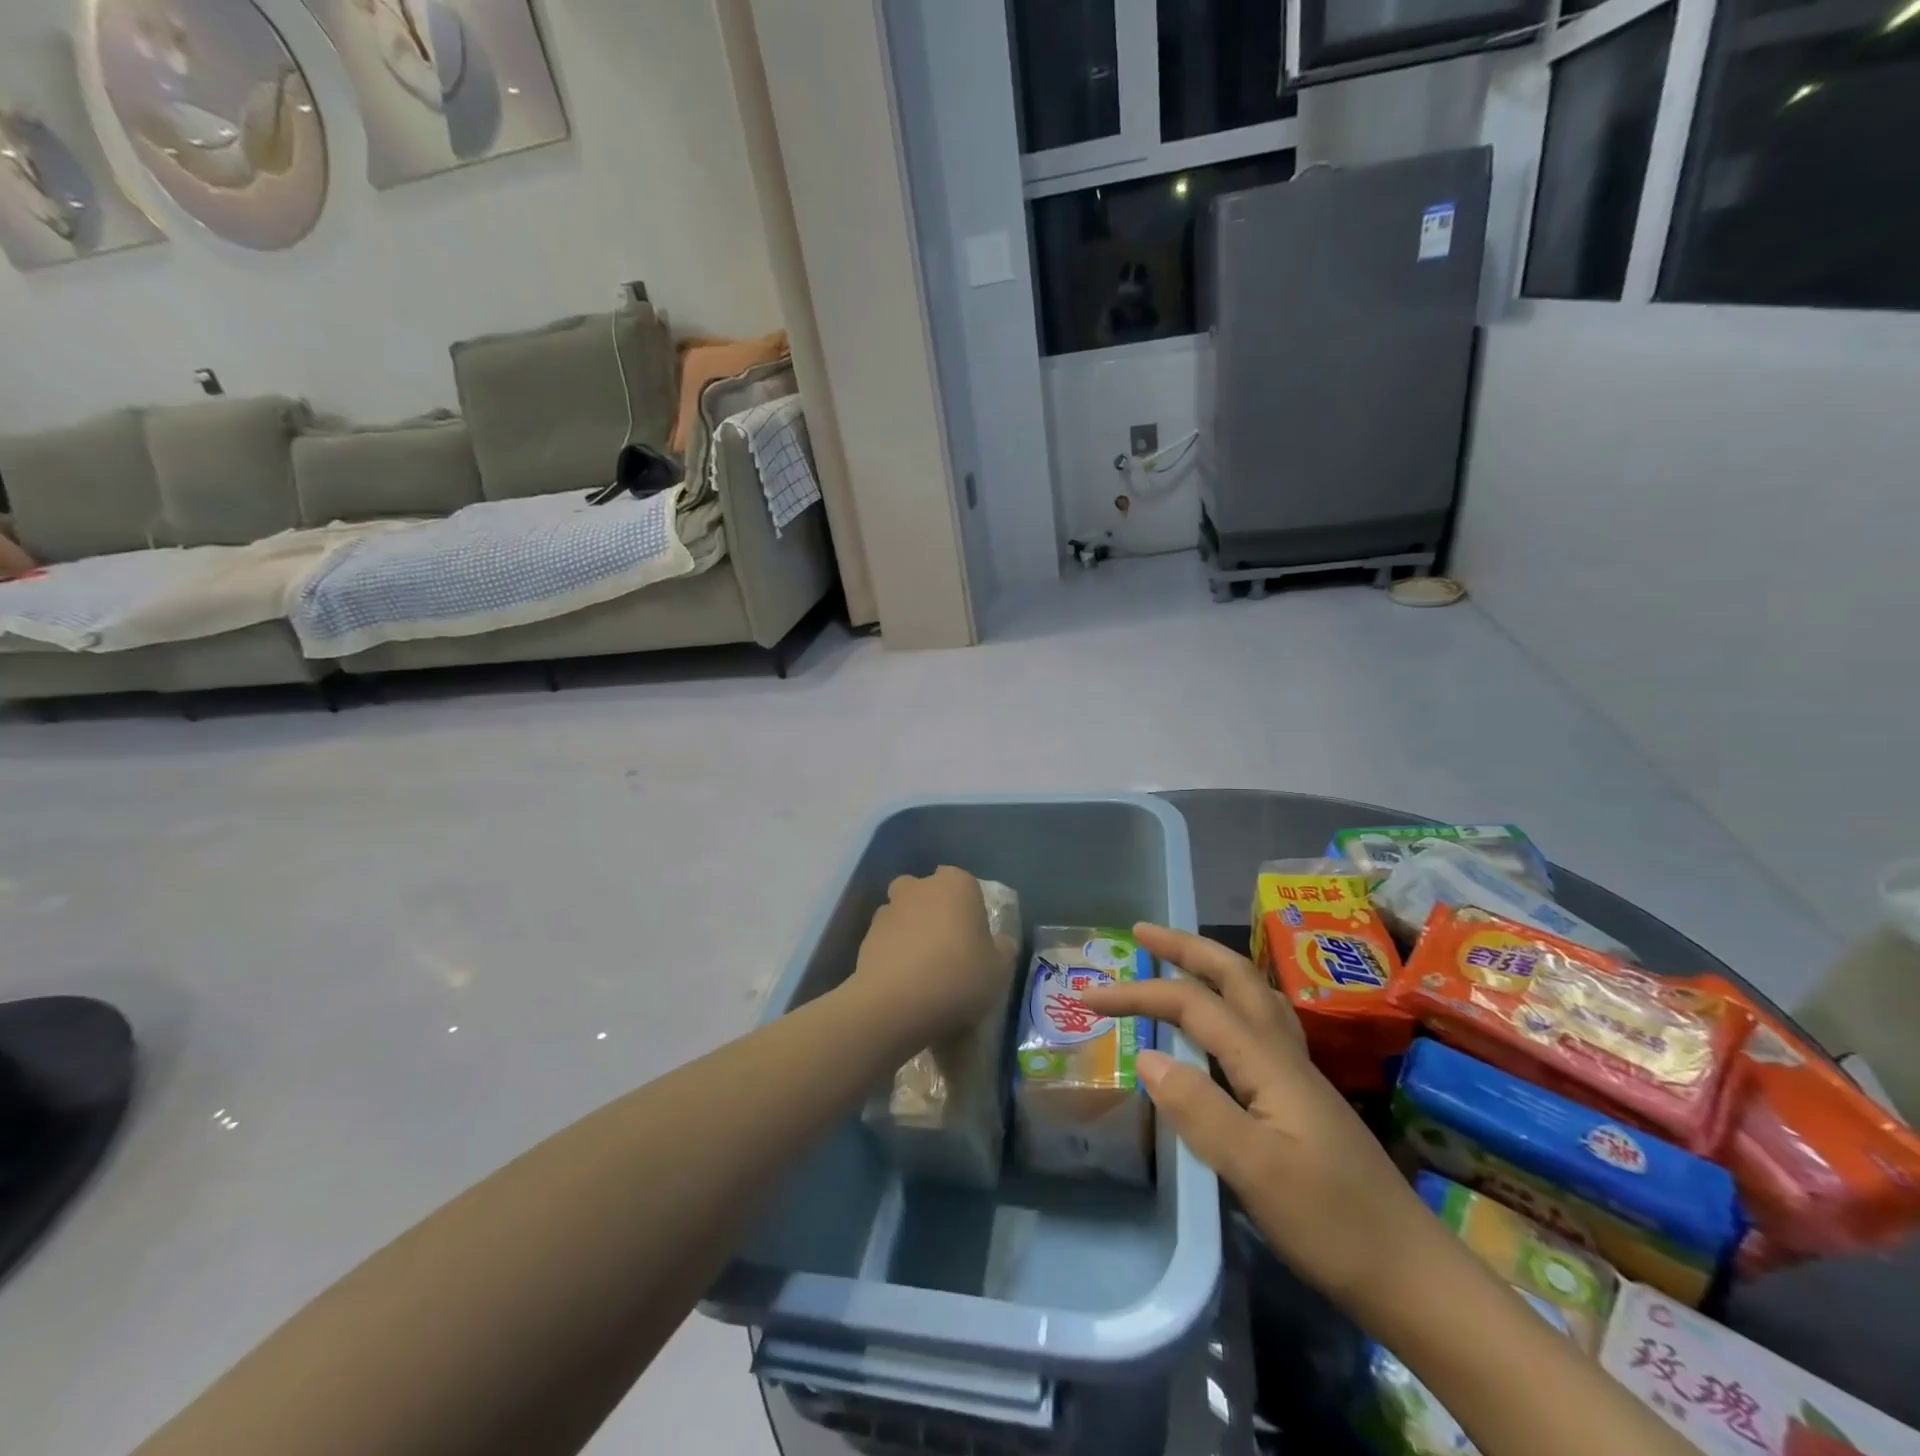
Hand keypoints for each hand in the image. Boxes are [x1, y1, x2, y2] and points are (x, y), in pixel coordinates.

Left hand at [847, 868, 1016, 1049]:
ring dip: (911, 932)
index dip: (969, 908)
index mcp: (956, 884)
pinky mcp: (865, 937)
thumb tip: (1000, 943)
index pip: (965, 883)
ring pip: (904, 914)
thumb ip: (1002, 949)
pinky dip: (893, 953)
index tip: (974, 937)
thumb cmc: (957, 977)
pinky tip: (903, 982)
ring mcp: (888, 909)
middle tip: (947, 948)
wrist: (895, 1005)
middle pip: (928, 893)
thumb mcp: (999, 970)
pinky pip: (886, 940)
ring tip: (922, 969)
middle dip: (934, 912)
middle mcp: (919, 887)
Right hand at [1075, 924, 1431, 1306]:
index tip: (1089, 997)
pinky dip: (1230, 1001)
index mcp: (1268, 1061)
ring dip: (1211, 966)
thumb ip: (1199, 1108)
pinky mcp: (1301, 1097)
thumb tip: (1147, 1055)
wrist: (1410, 1274)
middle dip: (1185, 946)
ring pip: (1253, 994)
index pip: (1193, 1004)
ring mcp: (1297, 1073)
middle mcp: (1283, 1052)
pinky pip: (1259, 1024)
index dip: (1138, 993)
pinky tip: (1223, 1023)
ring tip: (1177, 960)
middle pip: (1234, 975)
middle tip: (1142, 932)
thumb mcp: (1255, 1170)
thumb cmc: (1330, 1223)